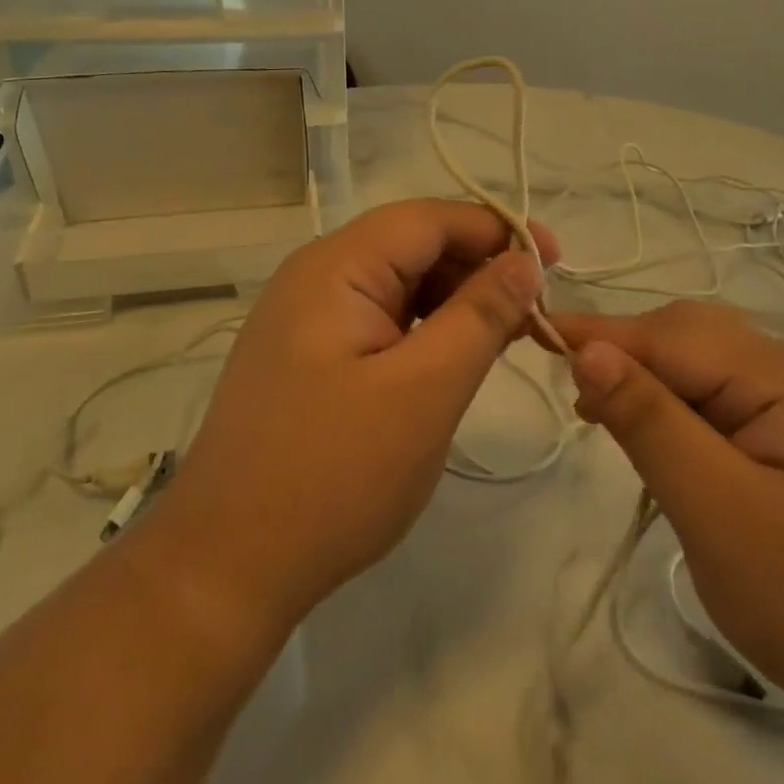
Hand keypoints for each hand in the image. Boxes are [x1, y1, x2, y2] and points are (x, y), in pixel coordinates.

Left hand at [149, 198, 559, 634]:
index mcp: (336, 267)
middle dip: (478, 268)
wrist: (228, 565)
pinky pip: (379, 321)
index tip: (555, 261)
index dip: (496, 229)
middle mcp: (316, 277)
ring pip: (398, 284)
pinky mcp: (309, 356)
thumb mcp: (425, 390)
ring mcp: (307, 318)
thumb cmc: (334, 475)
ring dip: (455, 301)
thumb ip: (480, 315)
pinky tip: (456, 358)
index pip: (429, 218)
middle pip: (412, 246)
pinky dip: (425, 330)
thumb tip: (524, 260)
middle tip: (536, 312)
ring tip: (507, 337)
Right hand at [553, 302, 783, 732]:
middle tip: (577, 404)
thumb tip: (588, 349)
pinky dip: (683, 410)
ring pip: (706, 367)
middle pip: (689, 337)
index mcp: (782, 374)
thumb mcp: (717, 511)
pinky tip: (666, 443)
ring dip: (652, 383)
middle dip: (625, 356)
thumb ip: (650, 421)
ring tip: (609, 422)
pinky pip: (728, 401)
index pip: (666, 334)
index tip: (532, 336)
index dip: (597, 334)